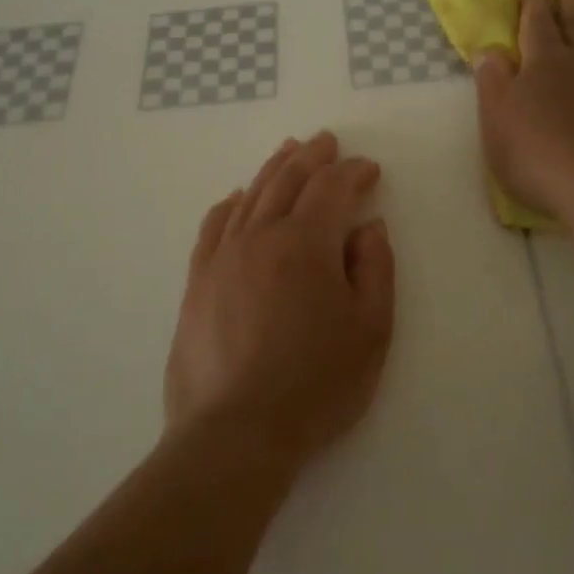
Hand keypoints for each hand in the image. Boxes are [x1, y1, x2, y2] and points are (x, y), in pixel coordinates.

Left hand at [165, 132, 395, 469]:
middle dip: (312, 157)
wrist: (236, 432)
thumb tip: (368, 227)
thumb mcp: (371, 330)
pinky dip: (229, 204)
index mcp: (307, 243)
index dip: (353, 172)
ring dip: (273, 169)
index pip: (332, 188)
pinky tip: (236, 198)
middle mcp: (261, 236)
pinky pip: (213, 227)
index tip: (369, 170)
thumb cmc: (316, 384)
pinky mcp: (198, 281)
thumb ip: (375, 269)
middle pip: (287, 180)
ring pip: (250, 196)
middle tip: (326, 142)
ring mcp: (223, 256)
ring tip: (288, 152)